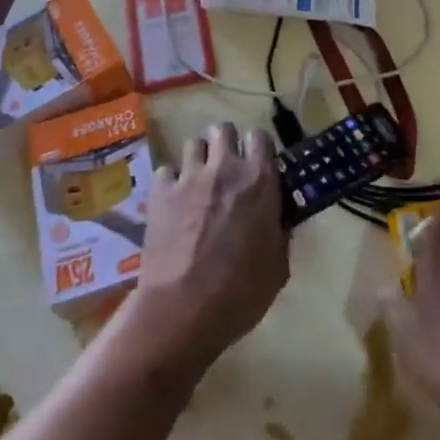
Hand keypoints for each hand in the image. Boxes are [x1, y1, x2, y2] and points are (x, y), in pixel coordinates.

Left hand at [124, 122, 288, 376]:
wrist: (184, 309)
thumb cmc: (241, 293)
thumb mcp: (278, 266)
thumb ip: (279, 231)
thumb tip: (278, 218)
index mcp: (259, 181)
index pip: (260, 137)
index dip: (258, 148)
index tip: (257, 165)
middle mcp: (224, 168)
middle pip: (223, 129)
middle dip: (225, 143)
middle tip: (226, 168)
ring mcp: (189, 177)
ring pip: (193, 143)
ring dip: (199, 158)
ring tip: (199, 182)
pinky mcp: (160, 192)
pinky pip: (166, 171)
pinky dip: (171, 182)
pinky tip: (173, 202)